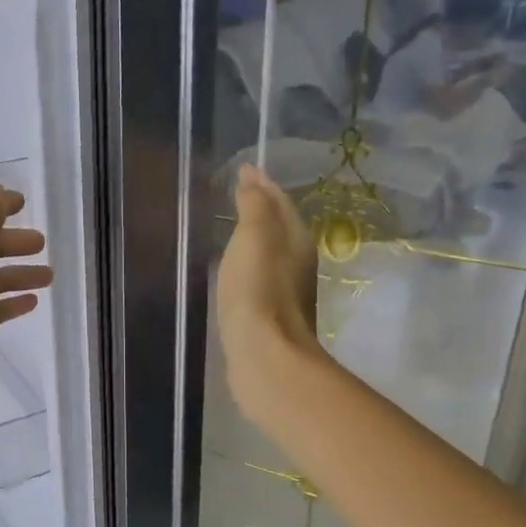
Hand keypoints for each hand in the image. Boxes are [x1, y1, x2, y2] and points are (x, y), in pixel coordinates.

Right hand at [216, 165, 323, 424]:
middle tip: (234, 193)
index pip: (281, 202)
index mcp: (296, 240)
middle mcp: (297, 263)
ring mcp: (284, 292)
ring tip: (228, 227)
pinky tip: (230, 269)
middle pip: (279, 226)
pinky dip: (245, 265)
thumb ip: (253, 206)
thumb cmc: (258, 292)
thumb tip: (252, 176)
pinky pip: (257, 278)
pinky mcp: (268, 316)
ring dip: (253, 238)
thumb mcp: (254, 238)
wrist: (265, 357)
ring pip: (269, 253)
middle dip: (260, 208)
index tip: (242, 169)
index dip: (262, 185)